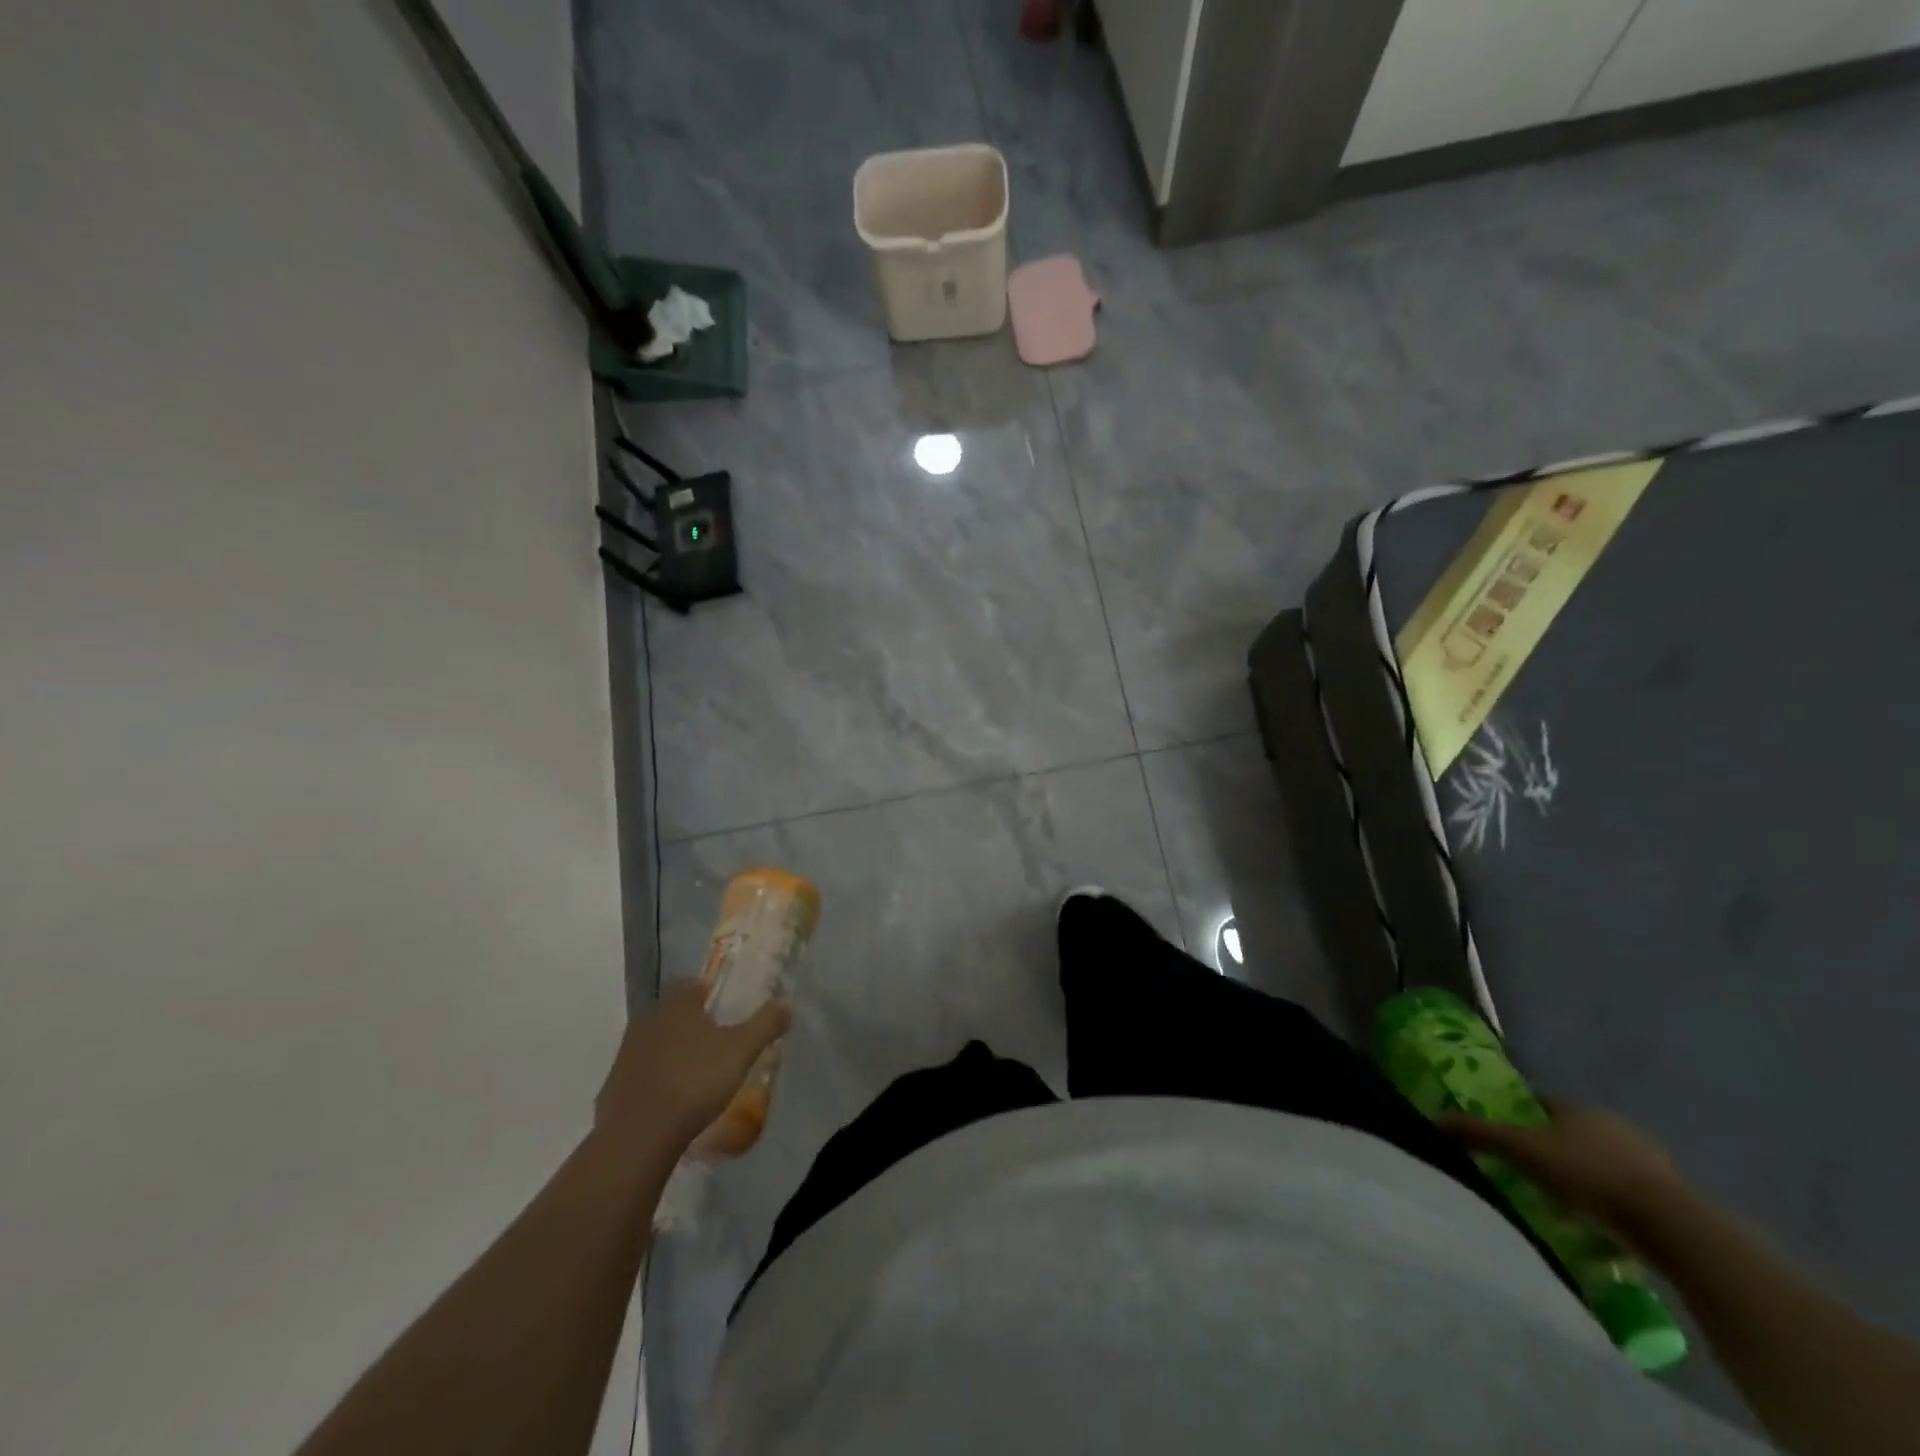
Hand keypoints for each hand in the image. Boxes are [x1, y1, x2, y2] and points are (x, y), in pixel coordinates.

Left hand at [594, 981, 790, 1148]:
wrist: (638, 1135)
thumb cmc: (694, 1081)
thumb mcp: (741, 1051)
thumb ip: (765, 1023)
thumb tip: (786, 1000)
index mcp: (676, 1005)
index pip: (691, 984)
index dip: (709, 993)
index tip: (726, 1008)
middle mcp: (647, 1021)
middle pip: (673, 1014)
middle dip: (693, 1024)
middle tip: (718, 1042)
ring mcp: (625, 1055)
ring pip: (656, 1044)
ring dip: (674, 1053)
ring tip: (698, 1073)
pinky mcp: (613, 1088)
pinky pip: (641, 1075)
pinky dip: (657, 1081)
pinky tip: (674, 1101)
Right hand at [1439, 1101, 1691, 1243]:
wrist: (1670, 1227)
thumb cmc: (1588, 1176)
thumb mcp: (1523, 1152)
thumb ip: (1479, 1134)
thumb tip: (1435, 1118)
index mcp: (1579, 1108)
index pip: (1543, 1103)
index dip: (1523, 1116)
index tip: (1508, 1137)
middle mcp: (1615, 1125)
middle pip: (1574, 1131)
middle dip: (1555, 1148)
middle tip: (1531, 1172)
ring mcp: (1650, 1160)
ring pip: (1604, 1160)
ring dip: (1587, 1175)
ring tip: (1565, 1202)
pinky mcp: (1674, 1195)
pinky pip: (1630, 1191)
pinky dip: (1613, 1201)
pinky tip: (1602, 1222)